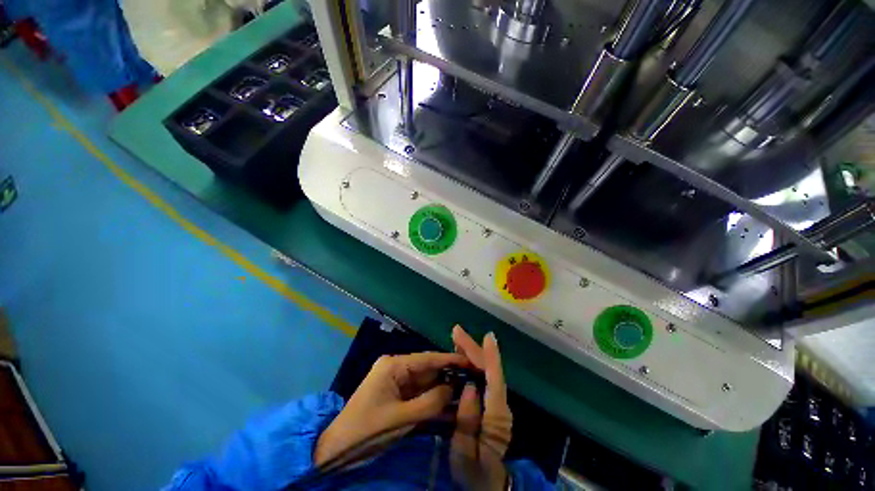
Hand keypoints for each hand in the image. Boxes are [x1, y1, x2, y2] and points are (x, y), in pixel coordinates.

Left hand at [314, 352, 467, 468]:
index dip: (450, 360)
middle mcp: (397, 367)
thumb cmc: (366, 431)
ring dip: (443, 388)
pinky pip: (420, 394)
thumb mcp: (400, 418)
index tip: (471, 361)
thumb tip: (454, 388)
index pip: (428, 359)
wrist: (336, 451)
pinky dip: (433, 399)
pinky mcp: (397, 394)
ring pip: (426, 382)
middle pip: (428, 369)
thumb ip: (430, 403)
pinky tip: (450, 403)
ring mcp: (397, 381)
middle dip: (449, 375)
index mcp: (394, 365)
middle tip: (473, 379)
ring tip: (467, 390)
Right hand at [451, 326, 512, 490]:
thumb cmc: (473, 473)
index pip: (495, 379)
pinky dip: (472, 364)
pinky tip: (462, 358)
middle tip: (456, 332)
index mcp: (496, 416)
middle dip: (473, 349)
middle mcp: (500, 405)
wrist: (485, 486)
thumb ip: (468, 421)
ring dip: (472, 353)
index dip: (491, 356)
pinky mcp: (491, 405)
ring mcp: (497, 405)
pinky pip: (482, 378)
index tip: (487, 336)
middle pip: (489, 370)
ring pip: (486, 371)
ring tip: (457, 340)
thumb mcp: (465, 454)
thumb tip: (469, 387)